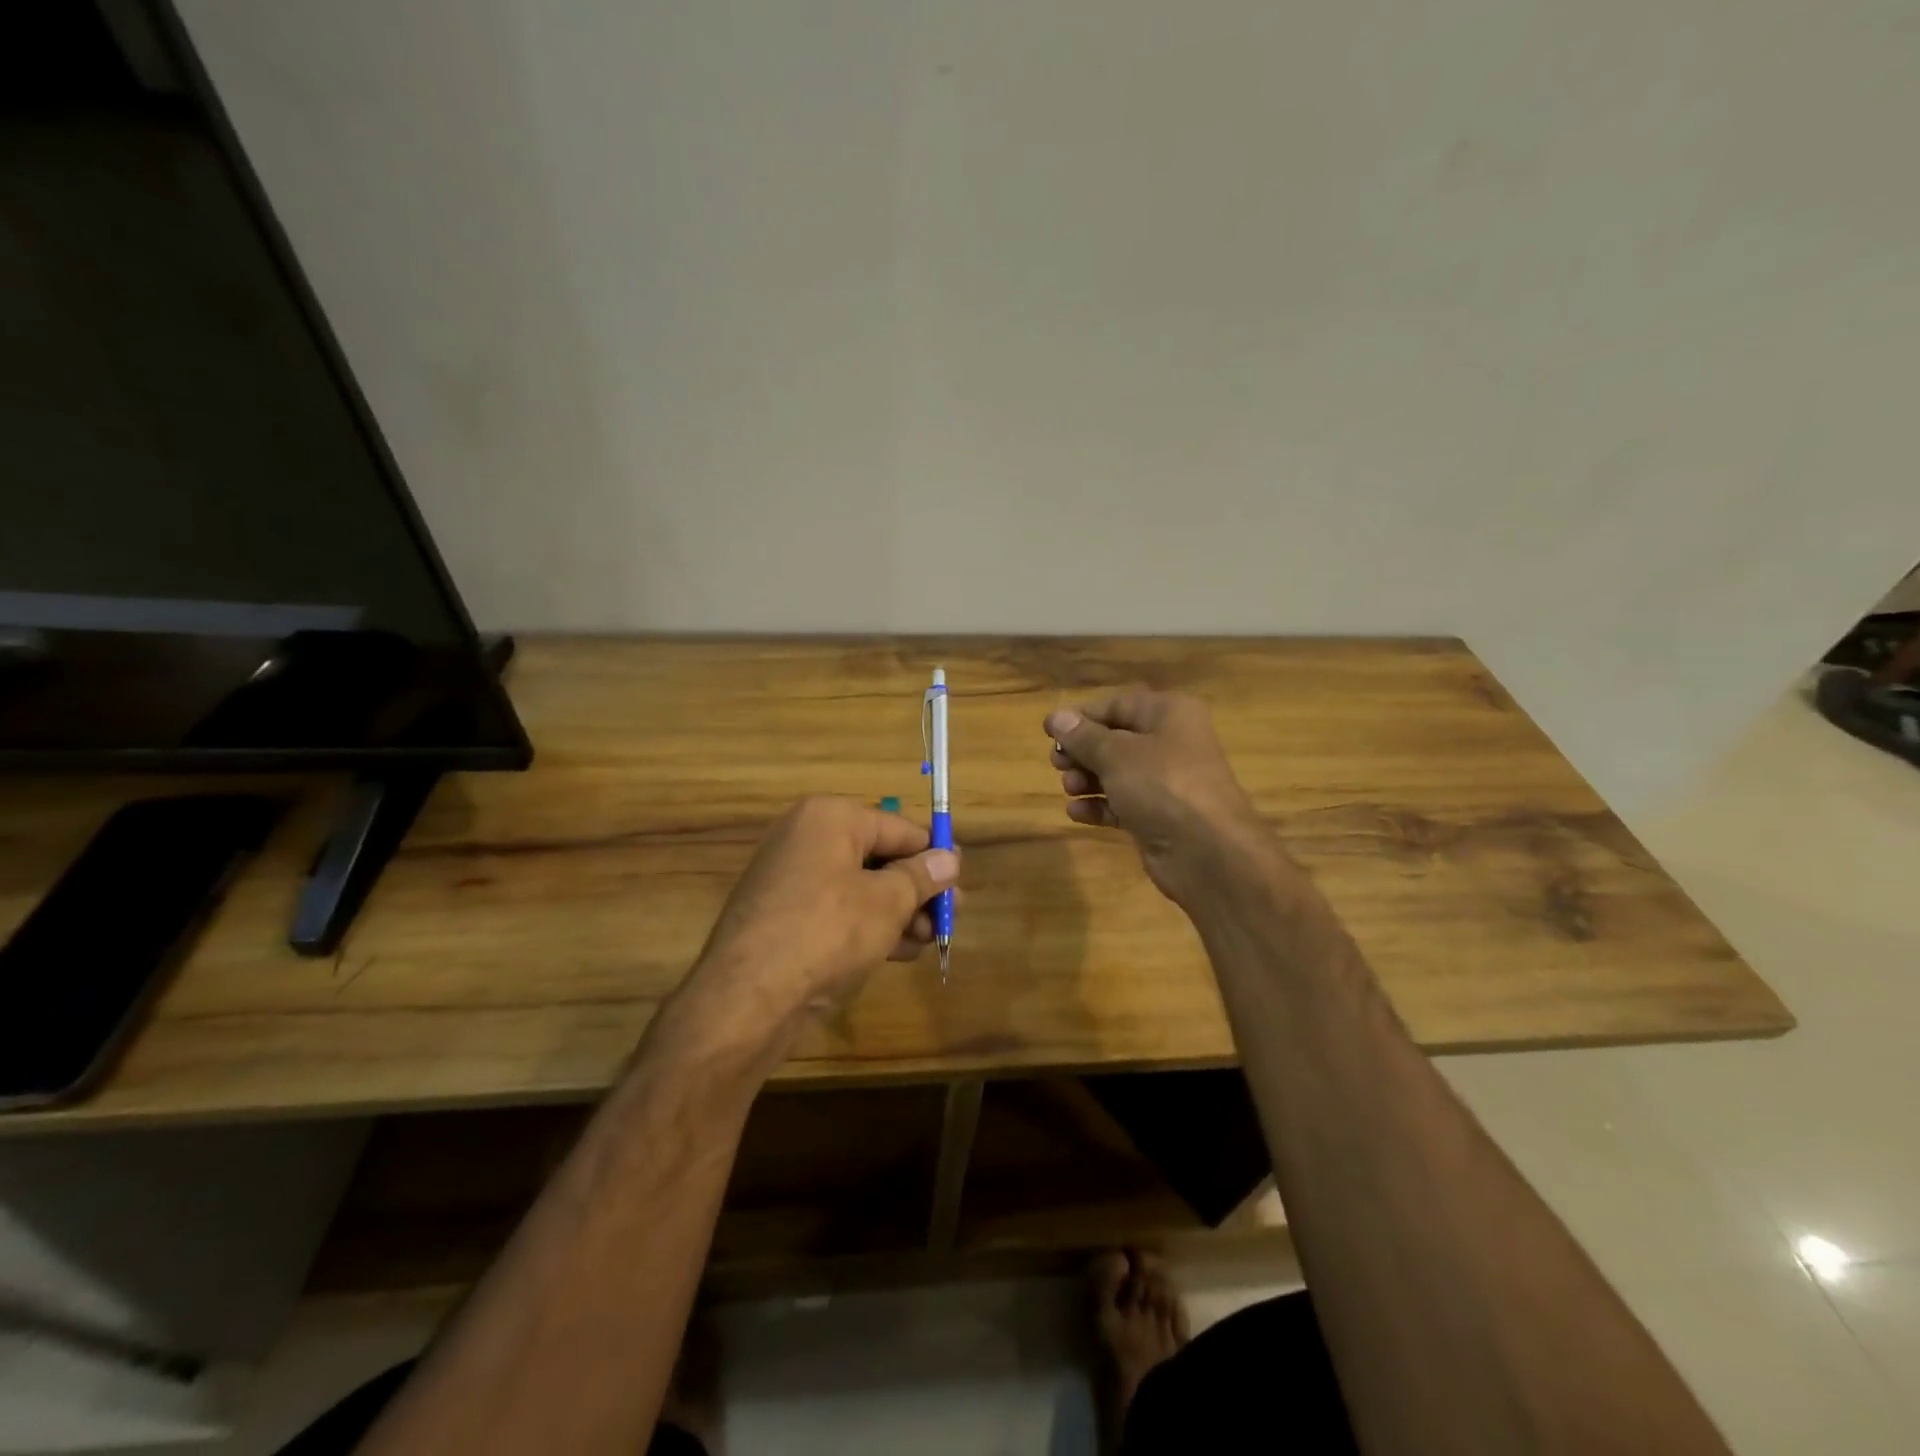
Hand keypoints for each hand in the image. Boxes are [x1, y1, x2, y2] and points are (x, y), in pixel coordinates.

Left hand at [692, 796, 958, 1024]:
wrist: (747, 998)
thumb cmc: (827, 933)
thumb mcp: (887, 903)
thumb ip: (921, 877)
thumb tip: (949, 859)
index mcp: (829, 818)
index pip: (897, 827)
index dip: (933, 855)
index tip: (960, 882)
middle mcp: (806, 838)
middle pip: (878, 857)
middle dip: (917, 889)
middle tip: (948, 918)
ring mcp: (790, 879)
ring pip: (860, 888)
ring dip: (898, 912)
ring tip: (929, 940)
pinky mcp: (783, 916)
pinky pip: (838, 911)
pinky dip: (869, 926)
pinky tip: (900, 952)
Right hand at [1045, 691, 1270, 906]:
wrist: (1207, 852)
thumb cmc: (1162, 785)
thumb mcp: (1116, 754)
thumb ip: (1083, 736)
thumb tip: (1056, 717)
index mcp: (1168, 714)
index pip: (1117, 705)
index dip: (1081, 717)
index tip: (1049, 732)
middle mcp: (1171, 742)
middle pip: (1115, 739)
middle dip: (1083, 752)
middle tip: (1058, 764)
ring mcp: (1167, 782)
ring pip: (1117, 772)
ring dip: (1088, 779)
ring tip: (1070, 789)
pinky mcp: (1160, 816)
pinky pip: (1123, 802)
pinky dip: (1100, 805)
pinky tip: (1076, 812)